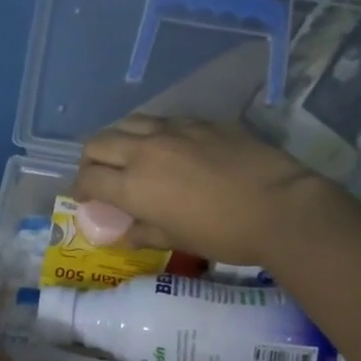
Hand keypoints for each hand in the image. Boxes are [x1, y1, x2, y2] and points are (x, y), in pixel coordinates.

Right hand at [70, 116, 333, 265]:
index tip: (85, 198)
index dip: (80, 189)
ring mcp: (175, 129)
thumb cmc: (224, 234)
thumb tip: (121, 235)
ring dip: (119, 139)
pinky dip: (153, 133)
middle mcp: (145, 149)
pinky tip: (168, 147)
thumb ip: (142, 233)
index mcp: (133, 185)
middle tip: (101, 176)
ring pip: (129, 122)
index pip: (88, 179)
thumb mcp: (178, 240)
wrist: (279, 207)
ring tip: (129, 155)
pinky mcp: (202, 121)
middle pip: (98, 142)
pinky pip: (164, 120)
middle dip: (91, 160)